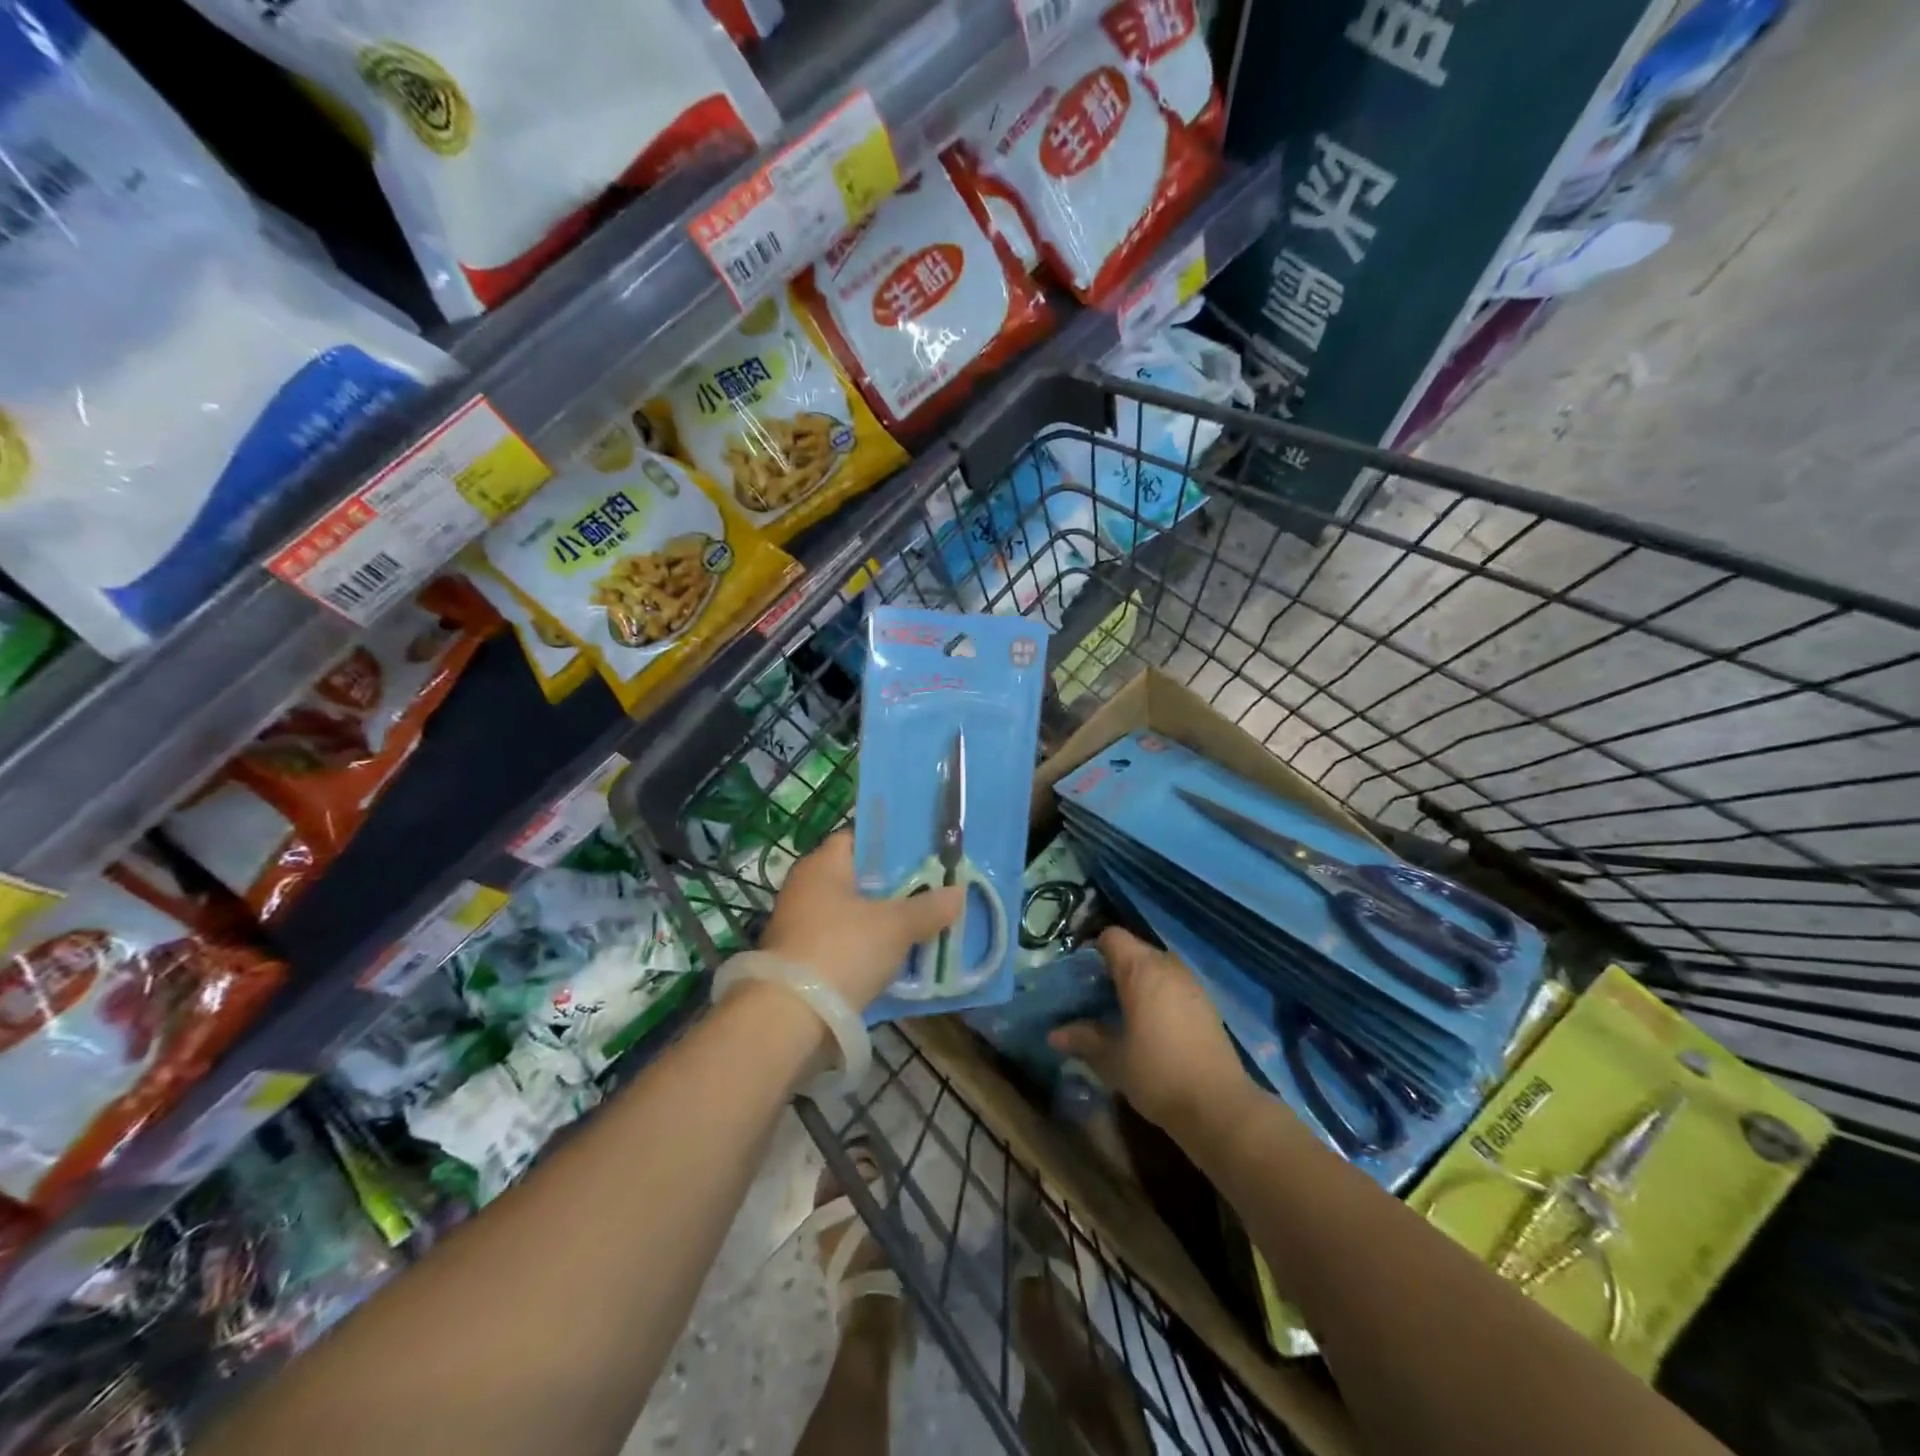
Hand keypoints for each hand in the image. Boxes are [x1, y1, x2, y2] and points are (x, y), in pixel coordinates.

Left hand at [759, 832, 963, 1011]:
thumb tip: (957, 892)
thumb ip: (929, 907)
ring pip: (853, 914)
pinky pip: (844, 944)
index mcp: (822, 865)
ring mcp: (800, 925)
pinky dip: (868, 949)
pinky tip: (897, 959)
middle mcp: (806, 888)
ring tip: (922, 926)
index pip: (858, 839)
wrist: (790, 1017)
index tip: (923, 855)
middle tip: (931, 891)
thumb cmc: (843, 950)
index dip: (891, 843)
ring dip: (882, 922)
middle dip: (893, 887)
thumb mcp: (896, 927)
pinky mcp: (801, 960)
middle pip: (858, 878)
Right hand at [1050, 928, 1259, 1142]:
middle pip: (1133, 950)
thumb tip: (1054, 1034)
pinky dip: (1158, 995)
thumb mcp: (1112, 1060)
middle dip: (1112, 969)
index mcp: (1142, 970)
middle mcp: (1168, 966)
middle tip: (1095, 999)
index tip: (1079, 979)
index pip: (1111, 937)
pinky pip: (1173, 985)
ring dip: (1137, 982)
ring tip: (1121, 1013)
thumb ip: (1083, 1039)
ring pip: (1155, 967)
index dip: (1092, 951)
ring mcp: (1191, 983)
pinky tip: (1150, 1026)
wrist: (1219, 1106)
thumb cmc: (1158, 1074)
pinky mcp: (1206, 1003)